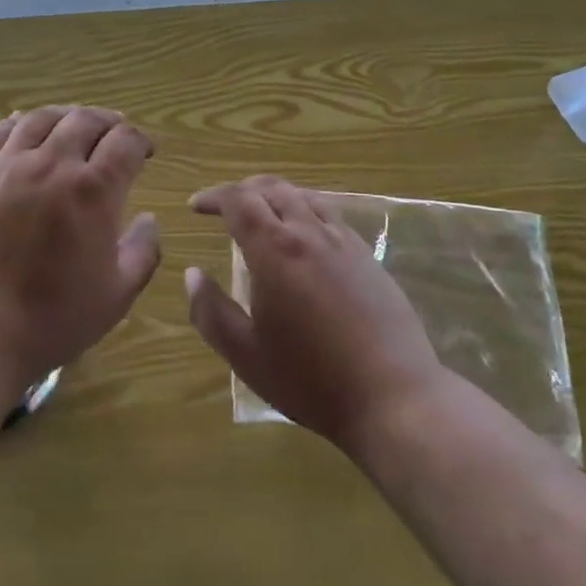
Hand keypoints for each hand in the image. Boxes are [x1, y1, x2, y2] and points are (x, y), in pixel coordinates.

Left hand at [0, 106, 161, 395]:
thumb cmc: (52, 318)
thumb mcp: (117, 295)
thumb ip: (143, 251)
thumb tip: (149, 219)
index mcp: (94, 190)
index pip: (125, 143)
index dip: (141, 140)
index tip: (145, 150)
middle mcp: (53, 164)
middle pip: (85, 121)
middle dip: (108, 121)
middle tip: (115, 129)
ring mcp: (7, 166)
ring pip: (40, 119)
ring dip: (65, 115)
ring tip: (73, 121)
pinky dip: (14, 122)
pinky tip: (21, 123)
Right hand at [184, 176, 445, 458]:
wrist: (393, 397)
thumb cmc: (311, 380)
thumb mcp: (247, 356)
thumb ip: (211, 313)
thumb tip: (191, 274)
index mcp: (275, 250)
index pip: (238, 200)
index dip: (214, 196)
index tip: (196, 206)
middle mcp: (309, 232)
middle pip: (271, 189)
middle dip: (242, 190)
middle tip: (223, 206)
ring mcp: (343, 241)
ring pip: (304, 195)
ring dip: (275, 194)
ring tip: (261, 211)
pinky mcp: (367, 256)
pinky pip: (330, 213)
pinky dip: (305, 208)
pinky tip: (304, 234)